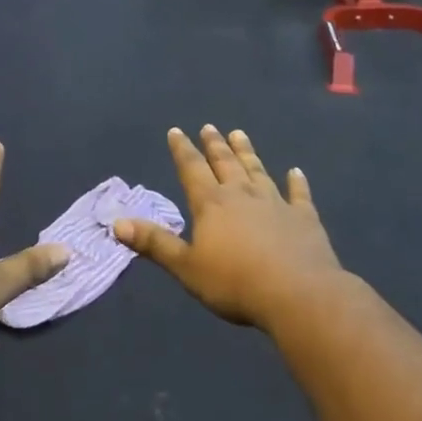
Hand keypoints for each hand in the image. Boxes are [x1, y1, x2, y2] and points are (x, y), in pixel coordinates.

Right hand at [115, 125, 344, 328]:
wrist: (298, 294)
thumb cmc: (235, 282)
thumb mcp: (186, 267)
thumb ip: (154, 243)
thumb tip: (117, 222)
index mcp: (211, 203)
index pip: (192, 169)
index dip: (182, 150)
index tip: (175, 130)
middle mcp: (242, 194)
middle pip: (225, 163)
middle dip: (214, 145)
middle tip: (209, 127)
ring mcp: (276, 203)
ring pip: (257, 171)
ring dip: (247, 153)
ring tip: (239, 133)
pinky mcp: (304, 218)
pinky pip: (298, 195)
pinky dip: (297, 182)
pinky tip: (296, 172)